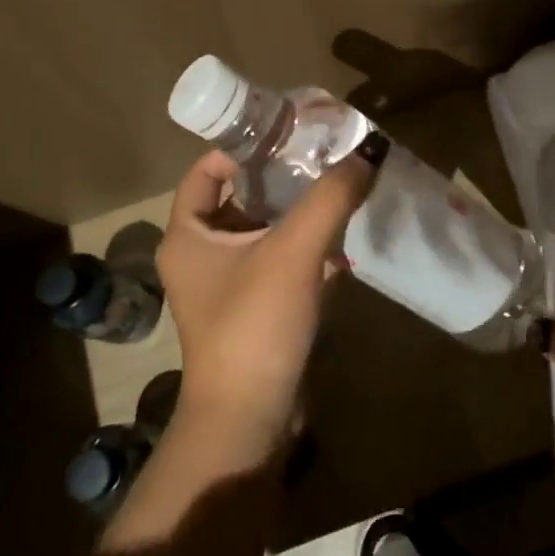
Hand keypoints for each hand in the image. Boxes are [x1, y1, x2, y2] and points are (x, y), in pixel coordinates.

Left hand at [156, 139, 383, 458]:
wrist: (249, 420)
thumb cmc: (254, 324)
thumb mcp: (294, 251)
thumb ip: (330, 198)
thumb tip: (367, 152)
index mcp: (187, 234)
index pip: (207, 169)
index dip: (243, 148)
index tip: (288, 135)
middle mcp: (198, 255)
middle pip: (239, 197)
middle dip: (280, 179)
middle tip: (323, 159)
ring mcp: (224, 285)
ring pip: (260, 231)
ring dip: (296, 215)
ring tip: (337, 192)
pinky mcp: (250, 309)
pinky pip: (275, 263)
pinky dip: (302, 250)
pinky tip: (340, 246)